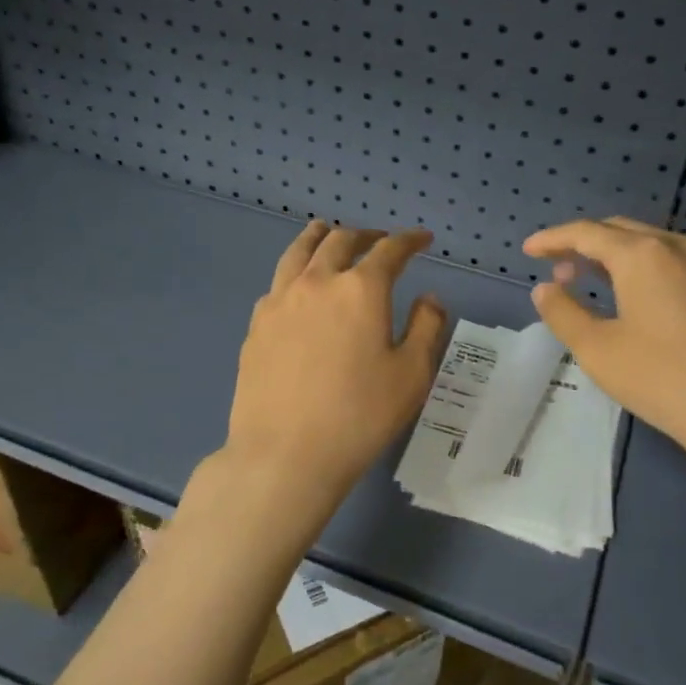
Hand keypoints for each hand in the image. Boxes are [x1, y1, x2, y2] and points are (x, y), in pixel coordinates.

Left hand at [194, 222, 448, 549]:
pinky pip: (278, 282)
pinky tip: (297, 283)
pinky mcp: (257, 324)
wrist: (285, 454)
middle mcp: (318, 282)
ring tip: (326, 230)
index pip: (390, 250)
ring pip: (299, 252)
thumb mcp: (411, 375)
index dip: (409, 240)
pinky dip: (295, 270)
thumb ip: (427, 327)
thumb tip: (428, 297)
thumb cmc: (359, 416)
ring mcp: (280, 301)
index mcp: (361, 289)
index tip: (422, 240)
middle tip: (379, 240)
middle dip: (366, 235)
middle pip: (341, 241)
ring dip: (319, 237)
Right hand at [522, 217, 685, 493]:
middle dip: (585, 244)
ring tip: (595, 282)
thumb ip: (563, 312)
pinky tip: (644, 301)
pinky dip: (648, 270)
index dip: (553, 238)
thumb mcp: (597, 349)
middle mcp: (678, 247)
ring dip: (618, 256)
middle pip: (621, 231)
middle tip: (559, 269)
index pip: (586, 232)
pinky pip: (678, 265)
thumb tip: (545, 289)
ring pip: (653, 246)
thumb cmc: (662, 378)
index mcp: (642, 254)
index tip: (529, 250)